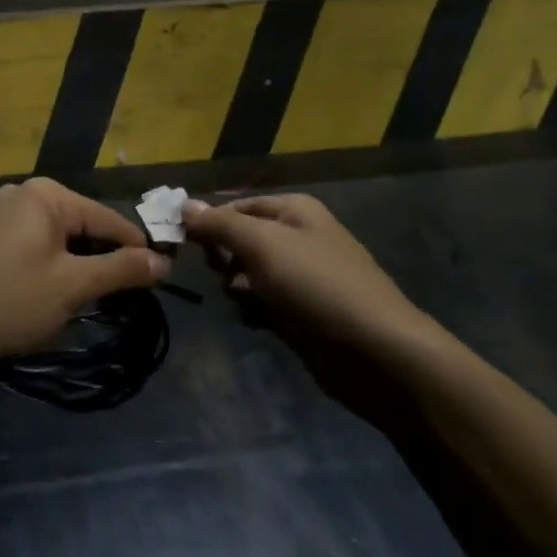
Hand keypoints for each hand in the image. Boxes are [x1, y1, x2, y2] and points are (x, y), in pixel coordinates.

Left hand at [0, 178, 169, 365]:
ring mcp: (4, 211)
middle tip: (124, 297)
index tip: (159, 278)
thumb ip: (122, 270)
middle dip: (104, 259)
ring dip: (80, 265)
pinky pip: (38, 243)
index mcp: (47, 194)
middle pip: (83, 225)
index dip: (136, 249)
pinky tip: (57, 292)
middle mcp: (25, 192)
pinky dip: (55, 264)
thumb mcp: (74, 286)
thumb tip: (163, 261)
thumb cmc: (13, 301)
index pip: (107, 219)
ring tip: (93, 298)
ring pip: (61, 236)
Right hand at [184, 193, 428, 347]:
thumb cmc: (316, 285)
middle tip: (220, 273)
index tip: (181, 240)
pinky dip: (254, 311)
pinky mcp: (301, 313)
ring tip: (244, 300)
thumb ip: (220, 224)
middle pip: (240, 239)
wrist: (376, 352)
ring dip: (237, 287)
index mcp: (294, 210)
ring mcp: (300, 277)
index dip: (209, 220)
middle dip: (224, 256)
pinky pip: (262, 303)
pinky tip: (257, 322)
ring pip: (247, 274)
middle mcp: (297, 237)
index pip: (236, 205)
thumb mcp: (262, 244)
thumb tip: (184, 204)